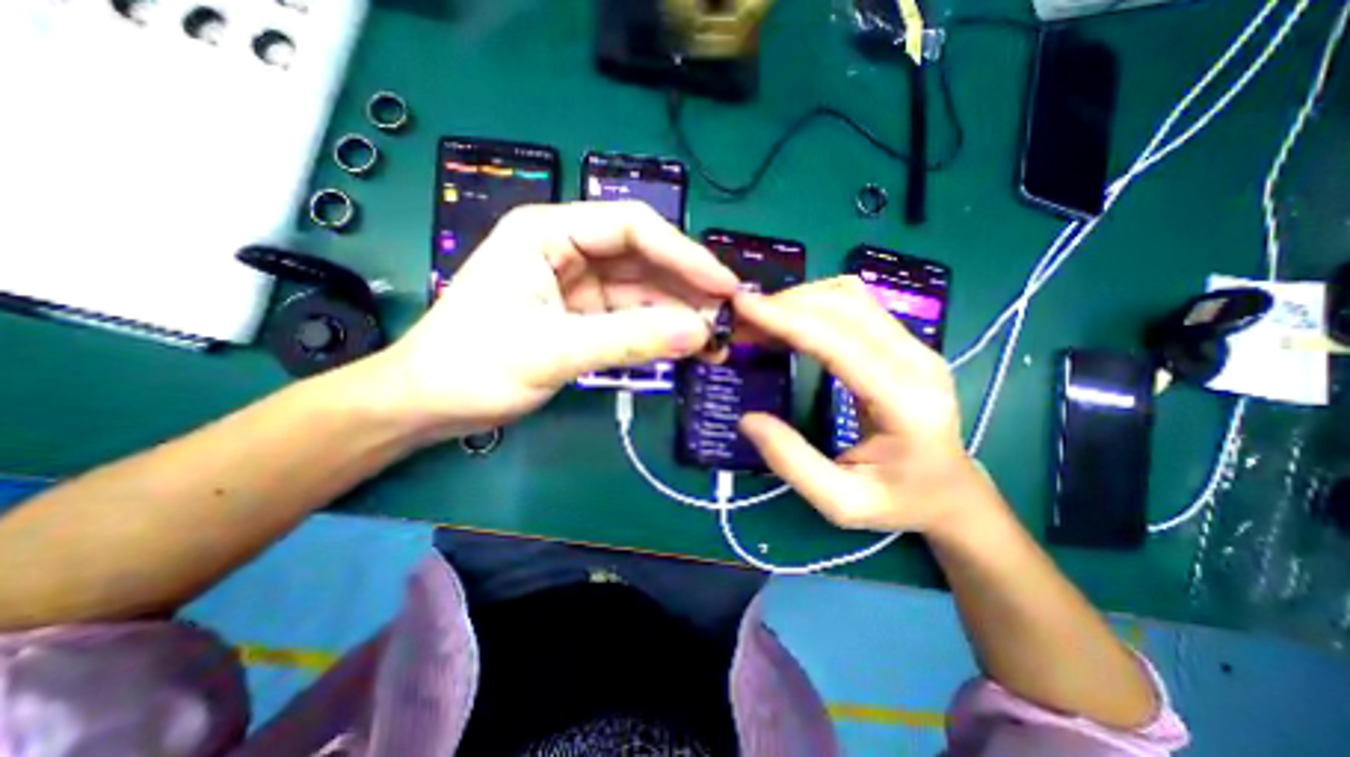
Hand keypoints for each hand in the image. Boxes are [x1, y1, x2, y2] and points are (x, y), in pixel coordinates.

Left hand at [359, 202, 736, 437]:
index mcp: (548, 232)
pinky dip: (659, 331)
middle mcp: (567, 250)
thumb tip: (699, 332)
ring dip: (679, 313)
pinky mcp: (582, 317)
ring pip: (642, 291)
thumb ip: (629, 339)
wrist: (429, 404)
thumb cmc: (473, 367)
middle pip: (643, 258)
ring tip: (715, 339)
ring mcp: (577, 286)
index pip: (632, 227)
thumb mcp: (552, 350)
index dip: (684, 254)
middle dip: (687, 287)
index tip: (723, 286)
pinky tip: (685, 346)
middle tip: (728, 318)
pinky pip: (631, 317)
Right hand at [735, 276, 995, 535]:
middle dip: (787, 303)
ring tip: (761, 318)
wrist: (951, 493)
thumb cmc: (899, 502)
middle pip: (846, 305)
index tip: (742, 306)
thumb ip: (792, 462)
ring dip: (801, 299)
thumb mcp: (841, 501)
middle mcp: (916, 361)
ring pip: (851, 297)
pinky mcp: (904, 342)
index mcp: (905, 402)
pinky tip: (791, 321)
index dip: (787, 319)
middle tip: (742, 318)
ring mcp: (915, 346)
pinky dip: (816, 303)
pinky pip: (856, 305)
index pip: (840, 342)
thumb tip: (747, 420)